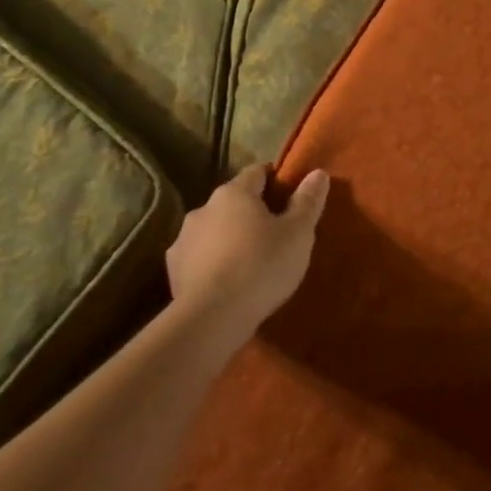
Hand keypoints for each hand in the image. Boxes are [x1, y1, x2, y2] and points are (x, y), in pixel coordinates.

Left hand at [167, 164, 330, 337]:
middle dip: (252, 212)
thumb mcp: (298, 233)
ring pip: (213, 230)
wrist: (212, 318)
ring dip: (229, 238)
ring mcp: (183, 239)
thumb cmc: (262, 266)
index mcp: (234, 193)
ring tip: (250, 261)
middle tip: (275, 233)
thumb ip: (307, 201)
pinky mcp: (173, 270)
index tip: (289, 195)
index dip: (275, 180)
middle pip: (233, 202)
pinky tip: (227, 282)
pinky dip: (213, 263)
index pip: (257, 173)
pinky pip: (199, 258)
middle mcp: (203, 208)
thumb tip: (318, 173)